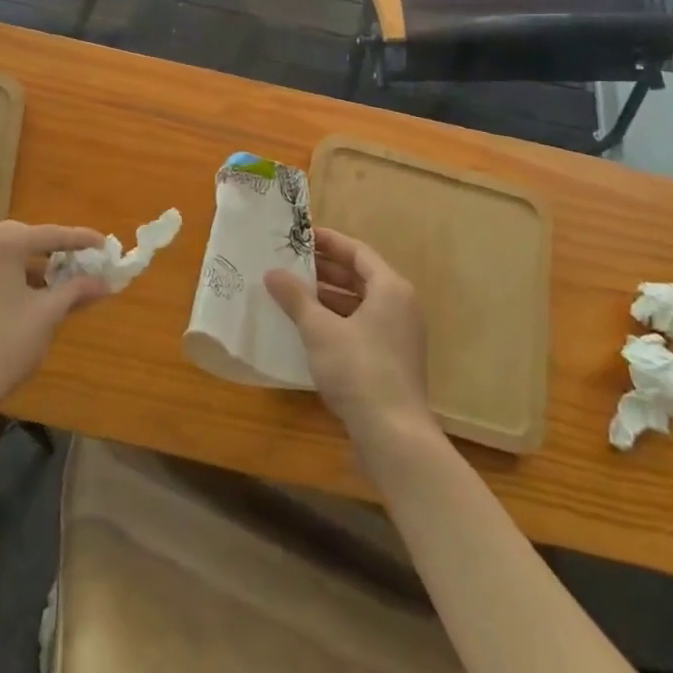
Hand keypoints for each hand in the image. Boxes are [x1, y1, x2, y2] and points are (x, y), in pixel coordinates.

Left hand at [0, 221, 110, 421]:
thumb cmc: (4, 344)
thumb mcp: (47, 315)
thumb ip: (77, 290)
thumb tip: (104, 282)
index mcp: (0, 242)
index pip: (50, 234)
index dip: (81, 240)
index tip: (105, 245)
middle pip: (26, 239)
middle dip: (56, 251)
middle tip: (84, 262)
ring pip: (8, 255)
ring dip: (36, 266)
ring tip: (64, 281)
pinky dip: (15, 277)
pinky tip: (35, 294)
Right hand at [265, 227, 434, 450]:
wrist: (394, 436)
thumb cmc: (359, 370)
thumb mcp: (319, 330)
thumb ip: (295, 298)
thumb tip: (272, 273)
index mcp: (390, 289)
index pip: (357, 252)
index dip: (328, 242)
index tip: (300, 236)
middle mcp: (400, 306)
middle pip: (360, 276)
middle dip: (325, 269)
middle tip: (290, 262)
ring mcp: (399, 336)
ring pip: (360, 303)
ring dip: (328, 296)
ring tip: (293, 292)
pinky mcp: (392, 361)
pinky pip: (362, 326)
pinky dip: (337, 320)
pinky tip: (309, 327)